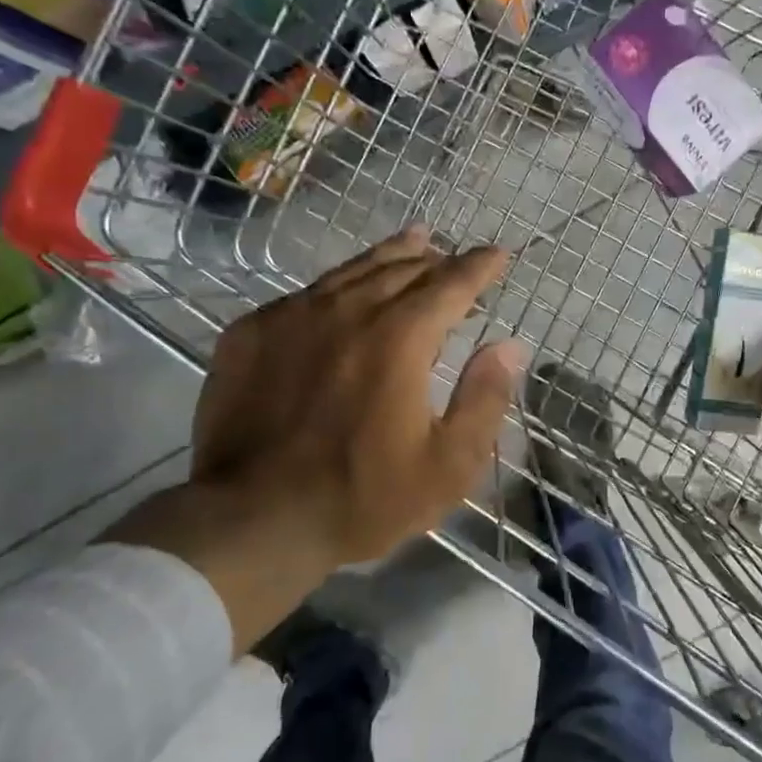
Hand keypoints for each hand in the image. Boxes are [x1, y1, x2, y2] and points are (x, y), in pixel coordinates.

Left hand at [110, 226, 523, 650]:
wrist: (252, 520)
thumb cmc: (362, 497)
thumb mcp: (448, 465)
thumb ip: (485, 398)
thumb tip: (510, 346)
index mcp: (400, 338)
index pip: (451, 284)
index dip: (479, 267)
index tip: (498, 255)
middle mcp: (348, 311)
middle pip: (402, 268)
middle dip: (438, 259)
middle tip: (456, 258)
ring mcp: (293, 316)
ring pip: (352, 270)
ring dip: (391, 256)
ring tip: (413, 242)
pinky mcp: (251, 332)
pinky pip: (306, 293)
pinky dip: (338, 285)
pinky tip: (343, 292)